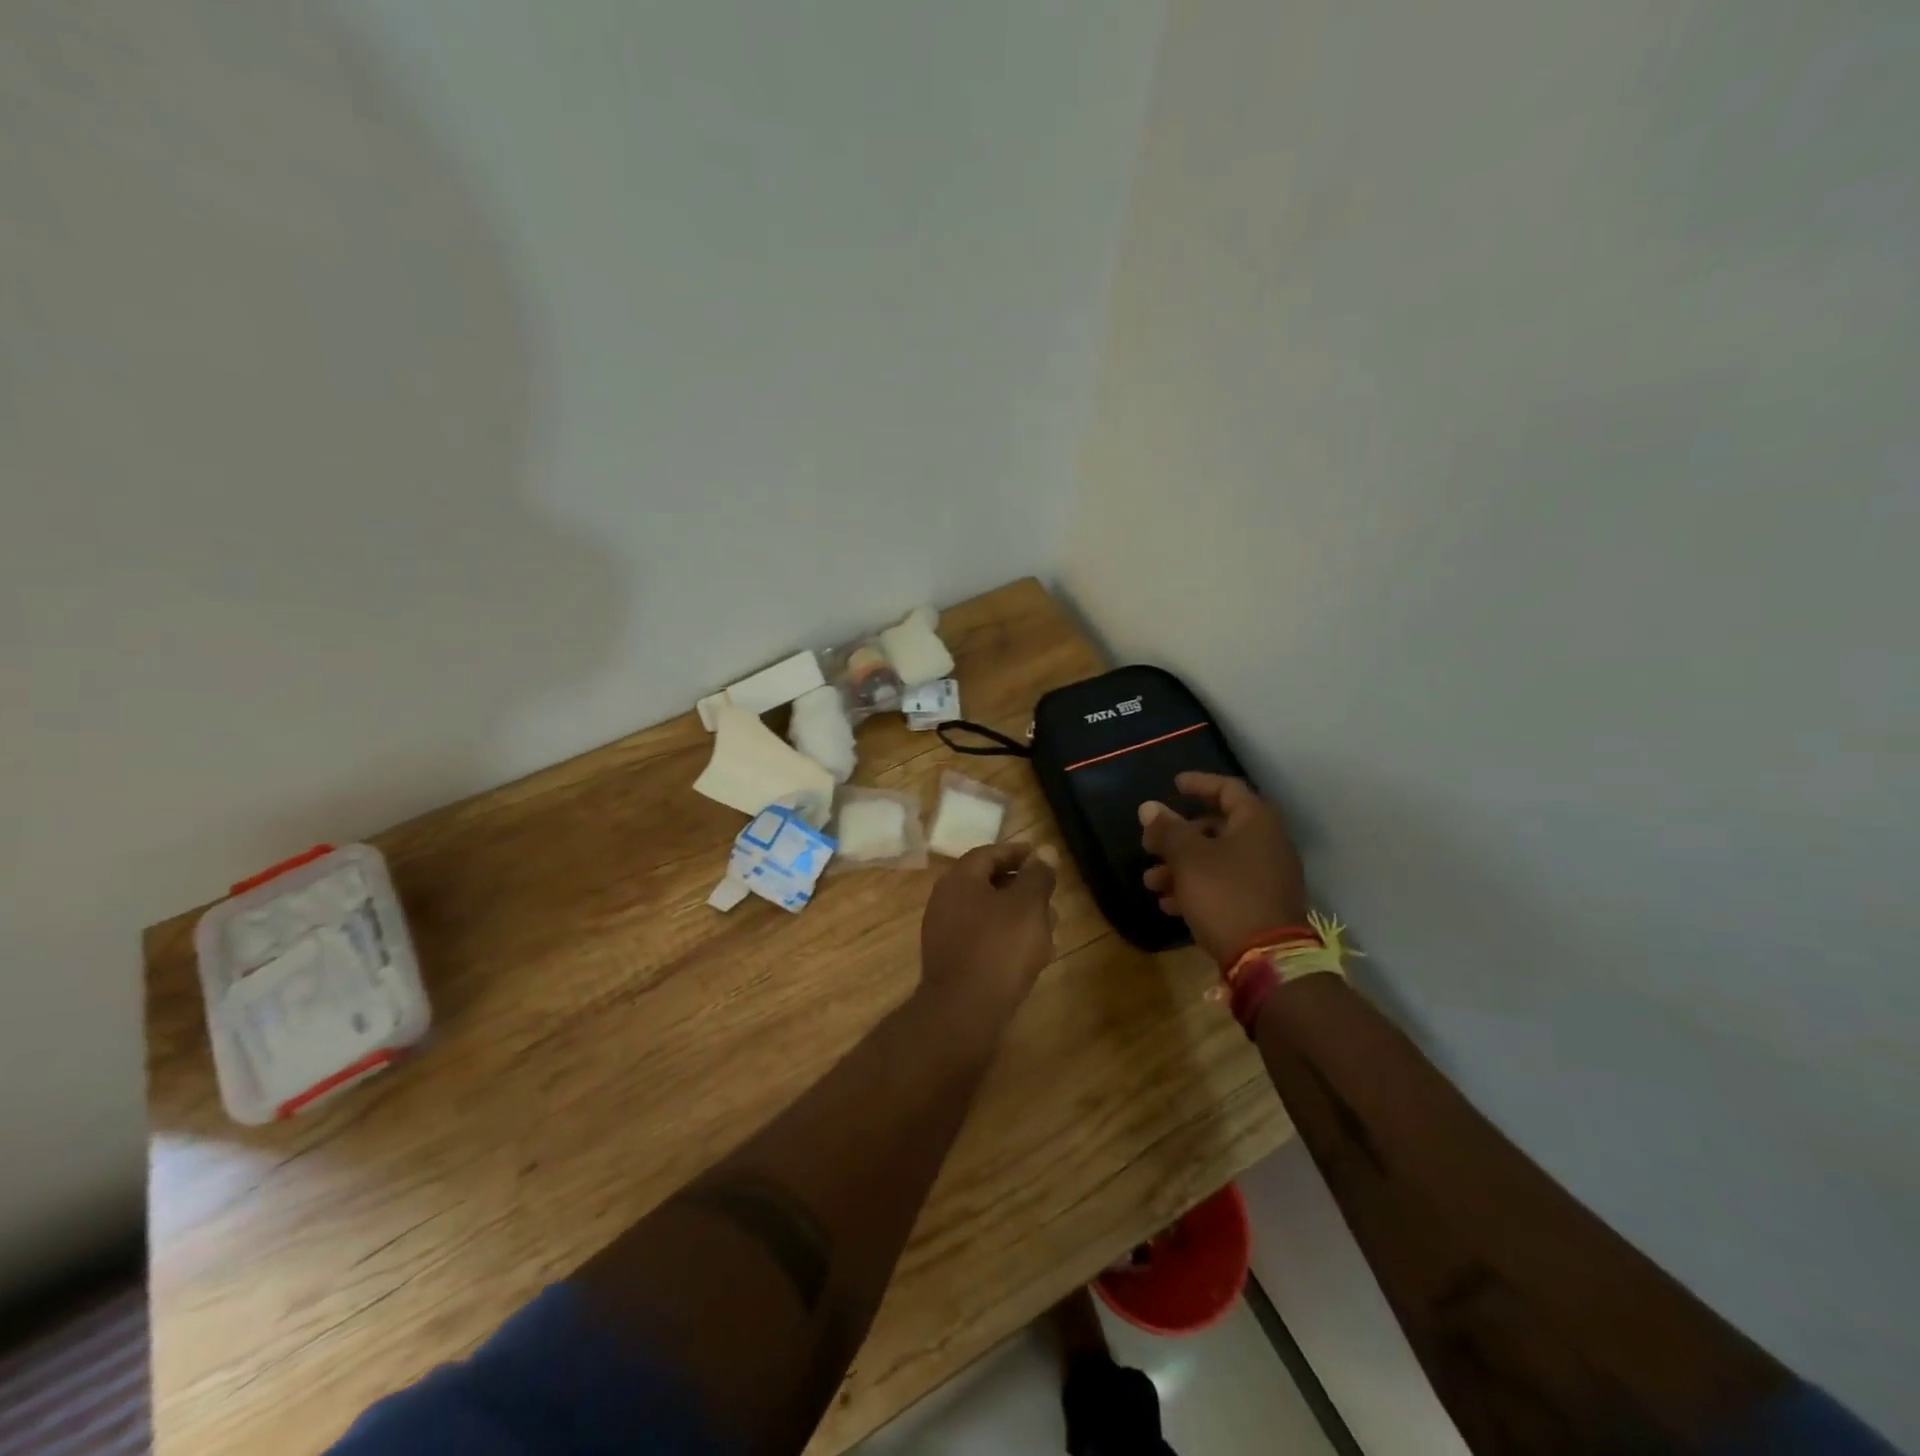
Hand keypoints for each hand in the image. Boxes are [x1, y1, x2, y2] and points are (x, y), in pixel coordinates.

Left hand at [920, 842, 1058, 1014]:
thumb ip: (1038, 876)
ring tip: (1050, 926)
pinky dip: (1007, 938)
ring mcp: (944, 933)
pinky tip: (1033, 954)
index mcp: (959, 880)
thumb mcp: (1028, 905)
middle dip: (1022, 887)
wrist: (964, 1012)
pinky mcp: (951, 962)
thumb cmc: (999, 948)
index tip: (1043, 858)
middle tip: (1050, 894)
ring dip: (1018, 915)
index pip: (989, 854)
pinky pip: (982, 939)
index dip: (1018, 853)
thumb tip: (1045, 850)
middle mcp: (945, 901)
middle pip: (988, 884)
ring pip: (988, 914)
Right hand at [1141, 772, 1307, 964]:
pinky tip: (1170, 905)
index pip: (1227, 788)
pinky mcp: (1261, 905)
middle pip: (1218, 827)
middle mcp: (1267, 844)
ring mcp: (1267, 877)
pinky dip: (1197, 888)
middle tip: (1150, 844)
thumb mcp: (1188, 859)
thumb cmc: (1225, 895)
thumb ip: (1167, 830)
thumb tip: (1149, 807)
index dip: (1199, 783)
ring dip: (1181, 867)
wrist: (1267, 958)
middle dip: (1179, 836)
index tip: (1174, 785)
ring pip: (1217, 861)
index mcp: (1256, 822)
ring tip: (1152, 882)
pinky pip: (1224, 886)